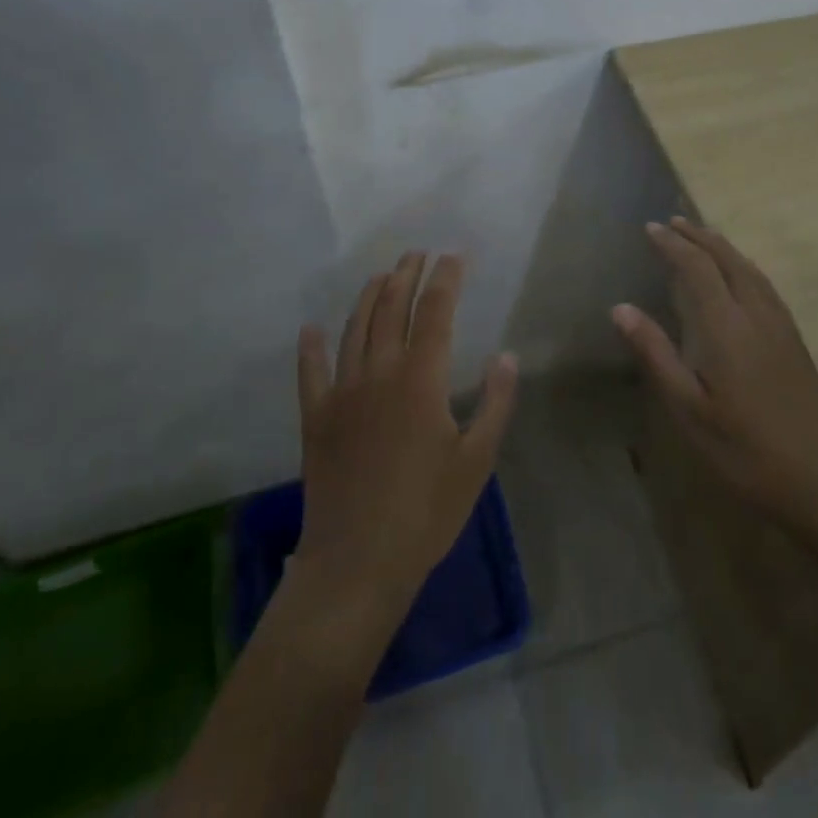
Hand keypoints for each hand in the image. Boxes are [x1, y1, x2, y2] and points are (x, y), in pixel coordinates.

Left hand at [293, 252, 518, 630]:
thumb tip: (507, 355)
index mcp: (421, 379)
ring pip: (354, 329)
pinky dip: (310, 347)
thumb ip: (497, 403)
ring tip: (381, 275)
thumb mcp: (477, 460)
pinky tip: (309, 329)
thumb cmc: (427, 511)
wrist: (358, 562)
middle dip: (406, 275)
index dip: (446, 279)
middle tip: (417, 254)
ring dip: (369, 296)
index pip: (435, 311)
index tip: (455, 256)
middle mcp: (379, 372)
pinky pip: (310, 372)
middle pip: (392, 309)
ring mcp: (342, 392)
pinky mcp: (316, 418)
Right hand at [613, 219, 817, 545]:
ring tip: (698, 236)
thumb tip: (620, 308)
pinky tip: (737, 273)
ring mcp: (780, 324)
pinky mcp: (794, 337)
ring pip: (748, 267)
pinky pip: (763, 282)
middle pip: (726, 258)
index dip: (672, 244)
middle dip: (697, 236)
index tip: (650, 228)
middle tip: (670, 222)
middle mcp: (756, 313)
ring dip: (720, 245)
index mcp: (726, 326)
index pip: (697, 267)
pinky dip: (741, 264)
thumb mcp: (689, 409)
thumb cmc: (744, 449)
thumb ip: (655, 354)